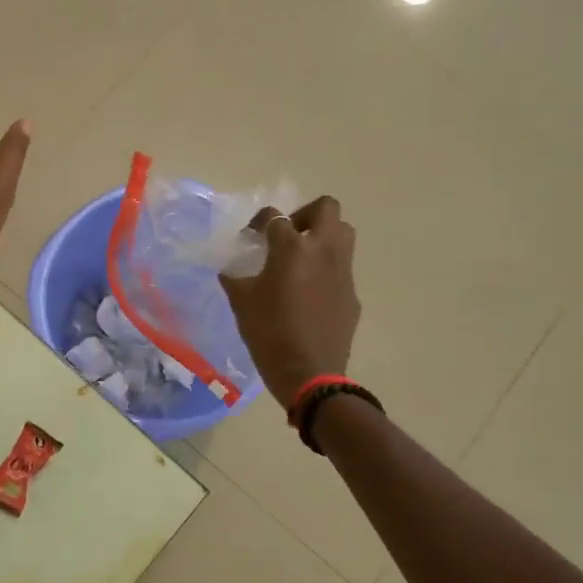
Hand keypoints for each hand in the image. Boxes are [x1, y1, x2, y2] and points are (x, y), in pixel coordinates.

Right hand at [219, 197, 360, 407]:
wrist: (310, 374)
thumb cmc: (269, 333)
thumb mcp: (241, 302)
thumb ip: (235, 277)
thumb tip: (231, 268)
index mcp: (292, 248)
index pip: (275, 217)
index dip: (259, 222)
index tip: (250, 237)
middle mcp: (323, 251)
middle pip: (326, 208)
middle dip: (305, 214)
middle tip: (287, 235)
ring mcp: (343, 272)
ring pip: (343, 234)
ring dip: (323, 236)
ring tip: (301, 258)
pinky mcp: (352, 294)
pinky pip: (342, 268)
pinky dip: (327, 269)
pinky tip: (310, 294)